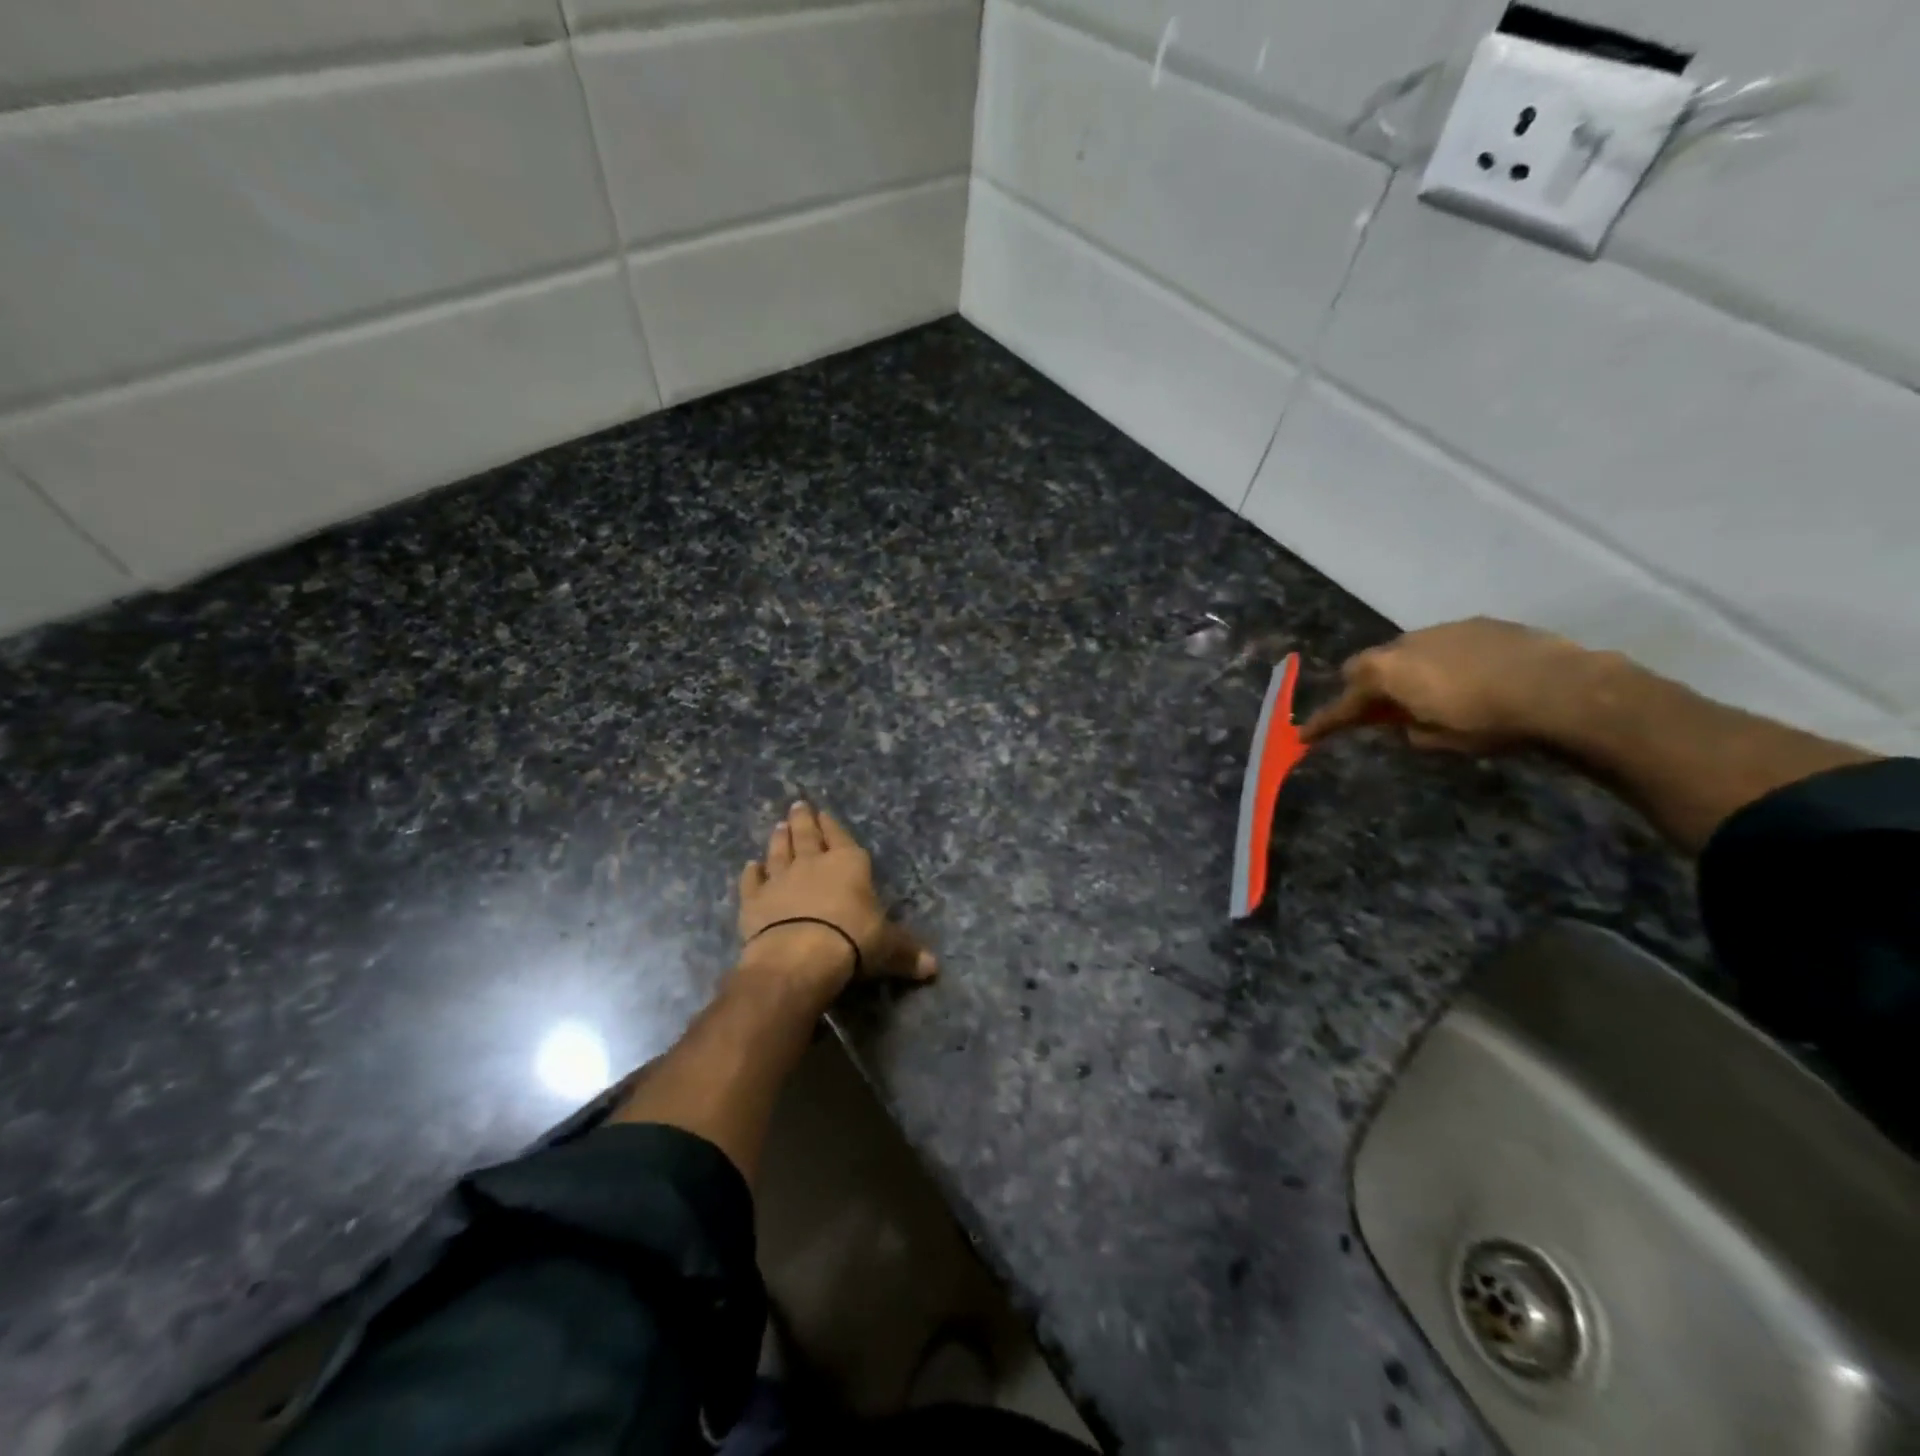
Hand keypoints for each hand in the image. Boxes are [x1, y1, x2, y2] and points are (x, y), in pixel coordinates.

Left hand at [737, 802, 936, 994]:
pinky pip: (752, 882)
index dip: (834, 826)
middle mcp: (813, 864)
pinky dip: (751, 873)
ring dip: (779, 839)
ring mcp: (781, 879)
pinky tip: (750, 866)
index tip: (824, 813)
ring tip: (778, 826)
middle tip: (797, 805)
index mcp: (849, 864)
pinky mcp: (755, 900)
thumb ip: (907, 953)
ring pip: (779, 852)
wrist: (799, 955)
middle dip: (804, 820)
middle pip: (807, 836)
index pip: (841, 837)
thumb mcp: (888, 948)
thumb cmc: (852, 940)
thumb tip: (933, 967)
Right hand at [1299, 617, 1597, 752]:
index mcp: (1386, 673)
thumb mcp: (1437, 739)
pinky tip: (1471, 679)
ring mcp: (1441, 629)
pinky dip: (1442, 662)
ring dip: (1408, 673)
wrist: (1561, 688)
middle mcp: (1404, 644)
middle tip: (1383, 712)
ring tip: (1435, 695)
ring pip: (1407, 652)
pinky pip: (1443, 644)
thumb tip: (1406, 720)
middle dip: (1368, 688)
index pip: (1344, 703)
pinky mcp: (1477, 623)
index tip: (1306, 735)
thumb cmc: (1488, 721)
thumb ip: (1408, 728)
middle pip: (1367, 665)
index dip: (1325, 722)